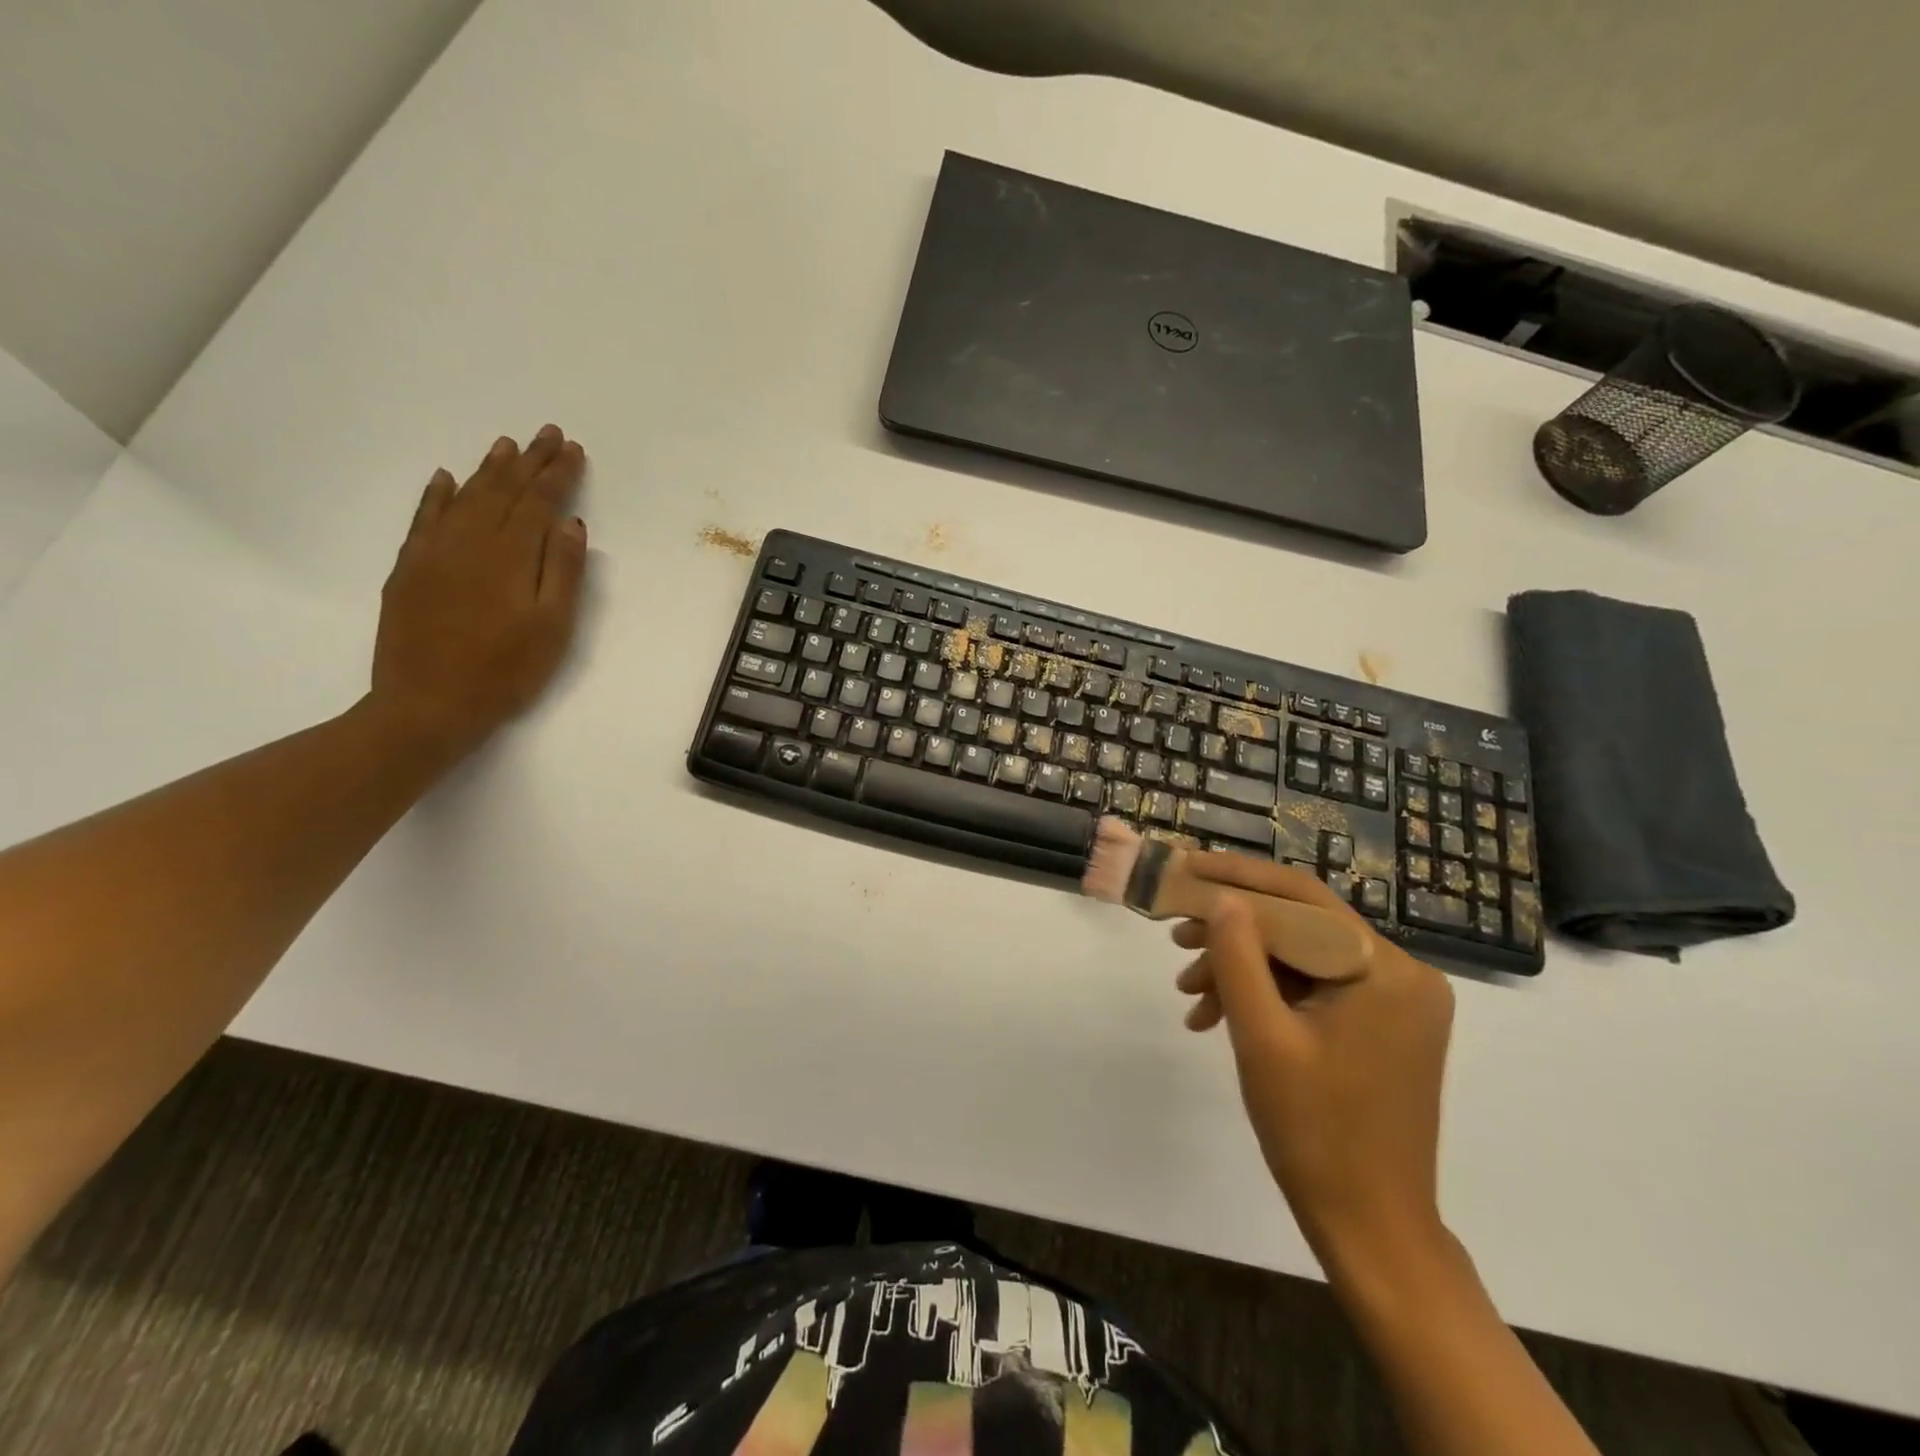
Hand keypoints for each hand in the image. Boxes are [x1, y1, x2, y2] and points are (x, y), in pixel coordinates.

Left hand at [370, 426, 588, 757]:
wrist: (428, 704)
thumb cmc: (506, 670)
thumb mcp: (553, 627)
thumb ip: (563, 572)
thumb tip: (570, 524)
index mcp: (511, 555)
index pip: (539, 502)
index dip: (558, 474)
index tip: (573, 449)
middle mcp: (470, 541)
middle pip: (503, 490)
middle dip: (528, 461)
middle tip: (545, 433)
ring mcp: (434, 552)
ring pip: (465, 497)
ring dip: (488, 469)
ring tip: (506, 445)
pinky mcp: (409, 569)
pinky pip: (424, 518)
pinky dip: (437, 494)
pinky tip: (446, 478)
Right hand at [1172, 854, 1453, 1263]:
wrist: (1371, 1227)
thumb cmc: (1315, 1133)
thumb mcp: (1262, 1037)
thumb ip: (1239, 956)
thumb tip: (1221, 897)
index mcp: (1386, 971)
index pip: (1302, 898)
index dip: (1236, 879)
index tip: (1184, 869)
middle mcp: (1403, 975)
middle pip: (1302, 926)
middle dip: (1233, 932)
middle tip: (1175, 939)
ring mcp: (1396, 1002)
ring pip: (1303, 958)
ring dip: (1244, 968)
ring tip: (1189, 993)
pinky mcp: (1383, 1026)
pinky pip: (1315, 989)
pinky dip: (1268, 995)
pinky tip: (1219, 1016)